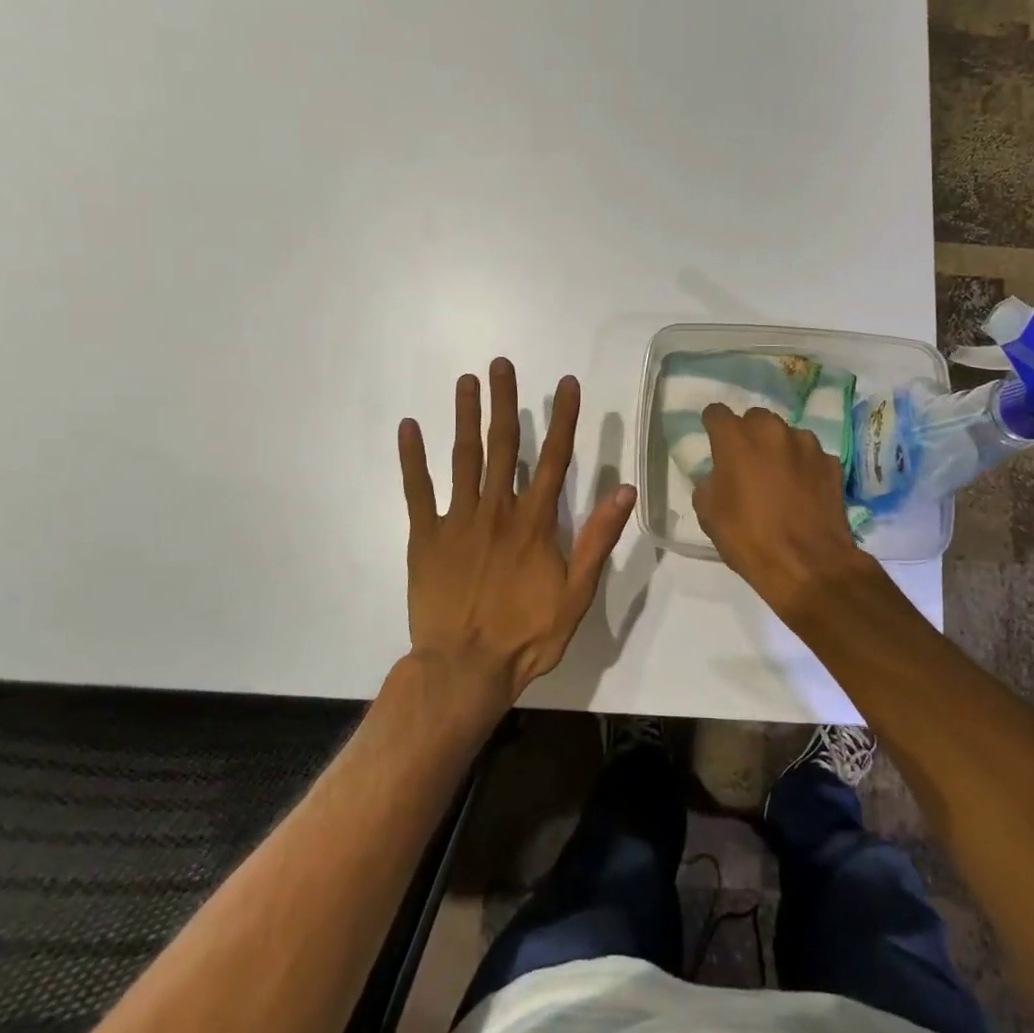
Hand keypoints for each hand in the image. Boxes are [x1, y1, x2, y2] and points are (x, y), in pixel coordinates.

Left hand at [397, 358, 635, 716]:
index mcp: (534, 523)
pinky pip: (418, 491)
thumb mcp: (576, 594)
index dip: (563, 419)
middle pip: (504, 446)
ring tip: (466, 382)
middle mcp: (496, 510)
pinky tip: (409, 428)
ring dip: (465, 417)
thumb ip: (598, 539)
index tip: (566, 383)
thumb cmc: (526, 635)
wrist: (464, 668)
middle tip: (501, 364)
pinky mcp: (425, 537)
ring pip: (463, 458)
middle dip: (505, 402)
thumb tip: (625, 490)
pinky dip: (412, 458)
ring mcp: (457, 520)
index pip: (555, 459)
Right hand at [691, 403, 867, 614]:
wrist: (808, 565)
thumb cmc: (749, 539)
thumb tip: (720, 474)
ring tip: (779, 479)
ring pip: (786, 435)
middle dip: (748, 435)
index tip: (713, 439)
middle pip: (754, 419)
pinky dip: (804, 467)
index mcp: (736, 439)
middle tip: (746, 463)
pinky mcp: (832, 463)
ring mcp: (807, 444)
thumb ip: (710, 482)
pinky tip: (803, 492)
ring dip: (778, 449)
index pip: (716, 413)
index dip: (713, 425)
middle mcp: (772, 431)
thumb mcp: (709, 514)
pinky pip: (810, 457)